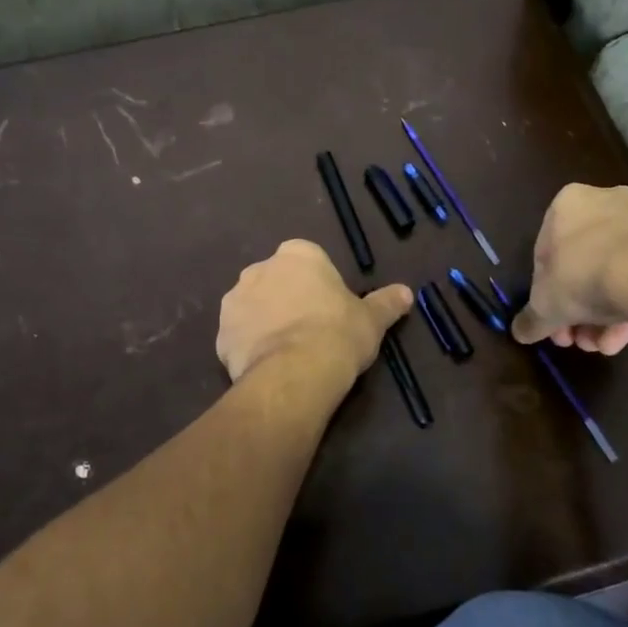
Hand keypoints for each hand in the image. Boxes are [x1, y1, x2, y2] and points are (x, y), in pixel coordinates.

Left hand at [218, 240, 412, 386]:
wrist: (295, 372)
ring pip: (253, 307)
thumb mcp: (372, 319)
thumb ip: (386, 302)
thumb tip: (407, 292)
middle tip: (308, 330)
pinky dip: (249, 347)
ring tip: (287, 352)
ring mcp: (235, 299)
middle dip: (287, 299)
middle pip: (276, 280)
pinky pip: (238, 336)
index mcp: (298, 254)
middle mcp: (260, 268)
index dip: (318, 285)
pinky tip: (268, 366)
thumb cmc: (338, 334)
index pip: (308, 261)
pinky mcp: (220, 333)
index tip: (329, 310)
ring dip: (265, 321)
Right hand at [511, 185, 627, 351]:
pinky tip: (626, 336)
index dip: (545, 292)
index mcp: (567, 204)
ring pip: (616, 271)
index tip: (552, 320)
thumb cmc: (583, 276)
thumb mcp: (545, 305)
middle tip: (578, 339)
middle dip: (578, 308)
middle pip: (583, 264)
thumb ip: (531, 319)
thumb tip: (519, 332)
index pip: (546, 253)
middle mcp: (605, 200)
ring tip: (604, 345)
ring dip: (605, 313)